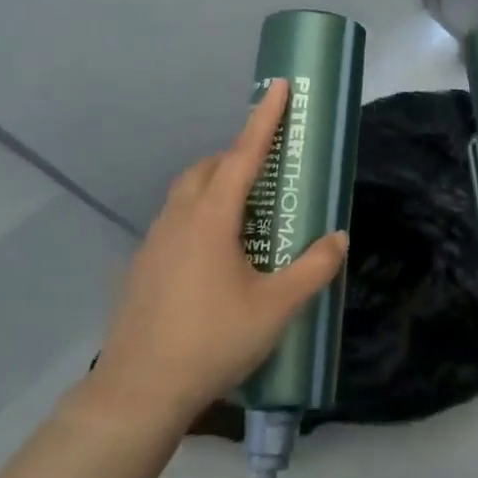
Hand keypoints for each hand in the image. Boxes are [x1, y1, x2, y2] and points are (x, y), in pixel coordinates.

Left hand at [88, 79, 347, 426]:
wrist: (139, 390)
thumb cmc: (212, 341)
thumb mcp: (275, 308)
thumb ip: (312, 269)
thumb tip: (338, 237)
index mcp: (212, 218)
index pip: (244, 155)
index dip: (264, 119)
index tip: (276, 86)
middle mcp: (179, 218)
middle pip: (208, 168)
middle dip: (237, 155)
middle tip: (266, 169)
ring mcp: (154, 241)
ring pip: (185, 193)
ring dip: (214, 184)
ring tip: (243, 210)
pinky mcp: (141, 266)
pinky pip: (174, 220)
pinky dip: (197, 214)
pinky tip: (212, 254)